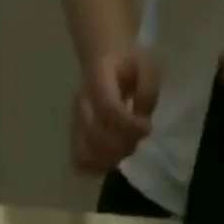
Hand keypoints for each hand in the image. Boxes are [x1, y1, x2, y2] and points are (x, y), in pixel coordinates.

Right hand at [71, 43, 162, 172]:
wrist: (103, 57)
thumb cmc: (128, 62)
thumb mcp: (146, 65)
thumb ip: (148, 90)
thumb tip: (142, 121)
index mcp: (97, 78)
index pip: (108, 110)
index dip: (129, 126)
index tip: (147, 129)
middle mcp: (81, 103)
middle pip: (96, 137)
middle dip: (122, 145)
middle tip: (138, 141)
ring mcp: (75, 122)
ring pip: (86, 153)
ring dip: (110, 159)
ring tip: (125, 150)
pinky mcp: (75, 138)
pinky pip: (81, 161)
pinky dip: (97, 166)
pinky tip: (112, 159)